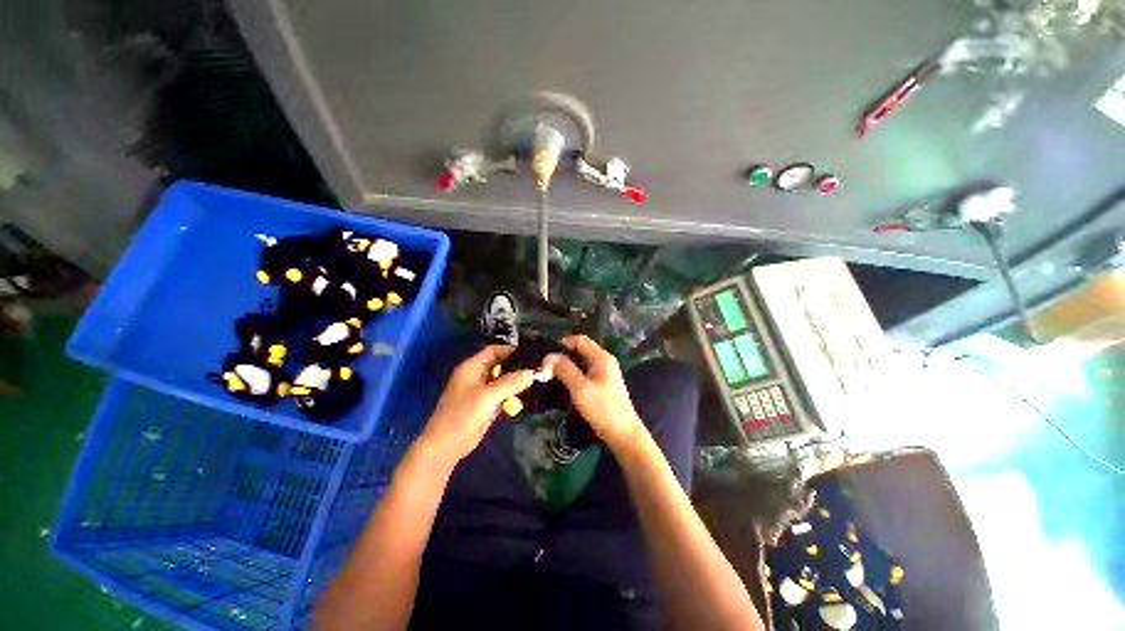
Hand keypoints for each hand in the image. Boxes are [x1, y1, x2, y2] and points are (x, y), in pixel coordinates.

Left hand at [420, 345, 533, 465]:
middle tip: (538, 365)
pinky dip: (512, 393)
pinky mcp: (485, 405)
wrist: (444, 448)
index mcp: (472, 367)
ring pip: (502, 380)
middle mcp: (477, 375)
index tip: (532, 351)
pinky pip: (501, 394)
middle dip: (517, 365)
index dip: (512, 349)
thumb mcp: (487, 397)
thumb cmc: (462, 417)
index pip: (494, 350)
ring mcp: (480, 391)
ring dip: (516, 380)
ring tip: (537, 377)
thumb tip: (532, 372)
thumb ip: (510, 383)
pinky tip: (527, 392)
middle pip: (500, 364)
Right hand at [543, 335, 645, 451]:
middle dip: (563, 356)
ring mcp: (604, 372)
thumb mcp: (580, 388)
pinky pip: (585, 372)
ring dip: (567, 366)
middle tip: (547, 368)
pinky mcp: (602, 383)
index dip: (562, 344)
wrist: (623, 434)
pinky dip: (573, 375)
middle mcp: (604, 361)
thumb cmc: (602, 409)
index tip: (547, 356)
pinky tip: (563, 384)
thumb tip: (548, 356)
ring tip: (551, 376)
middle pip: (581, 350)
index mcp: (601, 357)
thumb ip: (564, 369)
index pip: (580, 340)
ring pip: (581, 362)